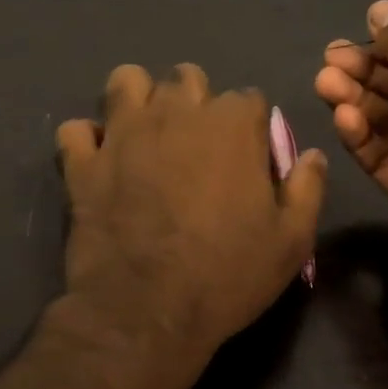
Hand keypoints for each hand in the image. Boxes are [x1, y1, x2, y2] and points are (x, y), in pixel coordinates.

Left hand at [56, 64, 325, 365]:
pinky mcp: (83, 162)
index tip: (248, 158)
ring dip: (138, 100)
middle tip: (195, 144)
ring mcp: (123, 133)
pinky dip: (87, 142)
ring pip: (126, 82)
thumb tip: (311, 154)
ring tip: (144, 134)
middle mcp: (175, 112)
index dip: (250, 127)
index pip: (249, 98)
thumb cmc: (227, 275)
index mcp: (231, 125)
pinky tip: (98, 161)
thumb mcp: (291, 241)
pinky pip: (76, 130)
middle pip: (187, 78)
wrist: (146, 311)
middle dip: (195, 101)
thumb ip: (306, 189)